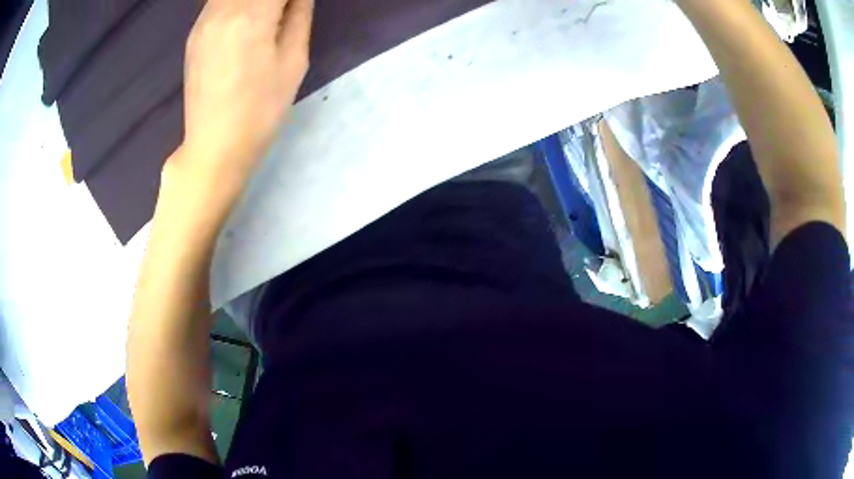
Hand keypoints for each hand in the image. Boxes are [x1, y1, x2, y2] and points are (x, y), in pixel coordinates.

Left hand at [177, 0, 313, 185]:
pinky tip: (246, 17)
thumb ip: (299, 14)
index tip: (296, 7)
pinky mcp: (194, 33)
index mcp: (250, 16)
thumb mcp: (293, 60)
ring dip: (253, 0)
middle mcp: (221, 10)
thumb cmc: (260, 109)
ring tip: (266, 16)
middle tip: (283, 13)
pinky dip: (236, 2)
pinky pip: (217, 1)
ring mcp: (202, 21)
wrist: (214, 146)